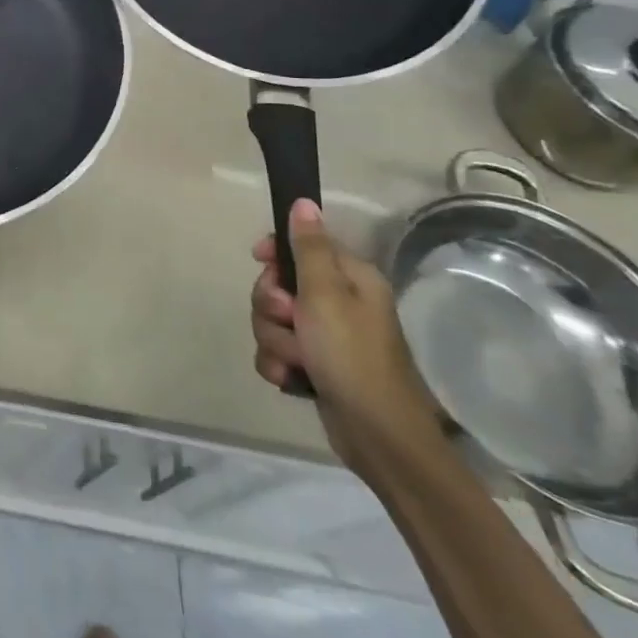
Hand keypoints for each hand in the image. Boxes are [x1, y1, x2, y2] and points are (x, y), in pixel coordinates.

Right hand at [251, 198, 442, 481]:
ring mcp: (324, 337)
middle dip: (271, 305)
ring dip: (274, 339)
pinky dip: (278, 364)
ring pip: (272, 320)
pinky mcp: (313, 366)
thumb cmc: (352, 355)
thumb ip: (309, 247)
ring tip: (296, 359)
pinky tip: (291, 379)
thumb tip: (304, 202)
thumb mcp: (325, 294)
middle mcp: (338, 303)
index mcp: (349, 279)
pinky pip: (275, 351)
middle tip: (289, 319)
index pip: (301, 246)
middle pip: (277, 285)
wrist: (376, 435)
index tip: (260, 261)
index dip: (275, 253)